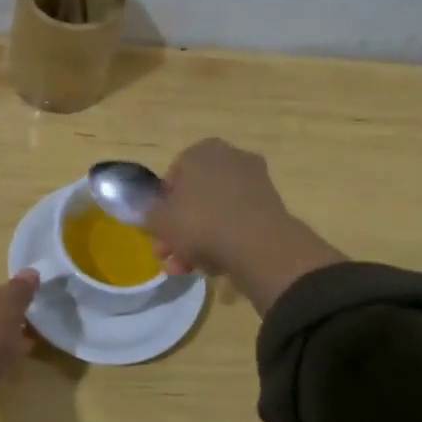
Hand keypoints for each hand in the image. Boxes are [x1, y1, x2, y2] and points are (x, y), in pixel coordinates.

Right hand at [145, 139, 344, 313]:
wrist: (257, 244)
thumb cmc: (200, 222)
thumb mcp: (160, 220)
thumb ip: (150, 214)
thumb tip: (153, 214)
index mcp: (201, 151)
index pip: (173, 176)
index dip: (162, 206)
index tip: (159, 230)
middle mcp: (230, 158)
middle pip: (196, 197)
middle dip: (180, 230)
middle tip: (168, 256)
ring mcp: (254, 181)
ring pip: (216, 212)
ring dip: (198, 241)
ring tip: (187, 269)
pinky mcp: (271, 206)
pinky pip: (237, 222)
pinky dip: (224, 241)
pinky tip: (213, 267)